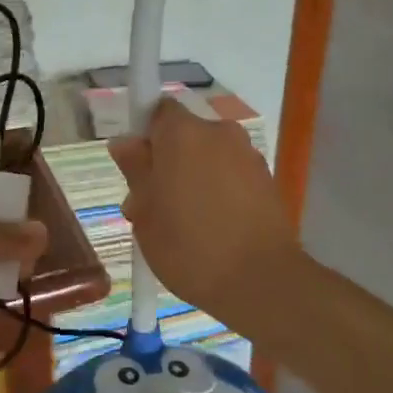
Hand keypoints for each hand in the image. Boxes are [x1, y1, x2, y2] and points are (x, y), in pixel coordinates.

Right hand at [107, 99, 297, 327]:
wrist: (260, 280)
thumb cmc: (189, 246)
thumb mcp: (146, 213)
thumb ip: (135, 170)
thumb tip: (125, 143)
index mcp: (183, 133)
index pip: (157, 111)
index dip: (144, 136)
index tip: (138, 168)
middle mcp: (219, 132)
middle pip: (184, 136)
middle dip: (167, 162)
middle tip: (153, 206)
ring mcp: (248, 155)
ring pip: (208, 157)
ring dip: (194, 178)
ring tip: (184, 224)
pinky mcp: (267, 179)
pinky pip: (231, 174)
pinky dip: (219, 191)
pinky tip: (213, 228)